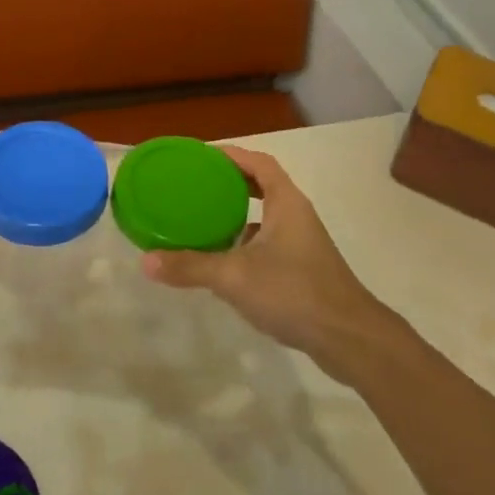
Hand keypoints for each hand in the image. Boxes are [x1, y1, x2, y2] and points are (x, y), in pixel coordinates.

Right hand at [140, 145, 395, 378]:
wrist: (349, 339)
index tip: (201, 156)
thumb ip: (191, 266)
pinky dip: (245, 243)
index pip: (259, 162)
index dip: (231, 155)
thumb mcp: (235, 277)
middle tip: (195, 186)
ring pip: (265, 216)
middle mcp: (296, 215)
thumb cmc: (294, 292)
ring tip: (202, 219)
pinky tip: (223, 261)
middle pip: (262, 185)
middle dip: (230, 183)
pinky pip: (268, 242)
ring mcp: (302, 243)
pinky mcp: (303, 269)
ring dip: (237, 214)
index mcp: (286, 202)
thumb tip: (146, 261)